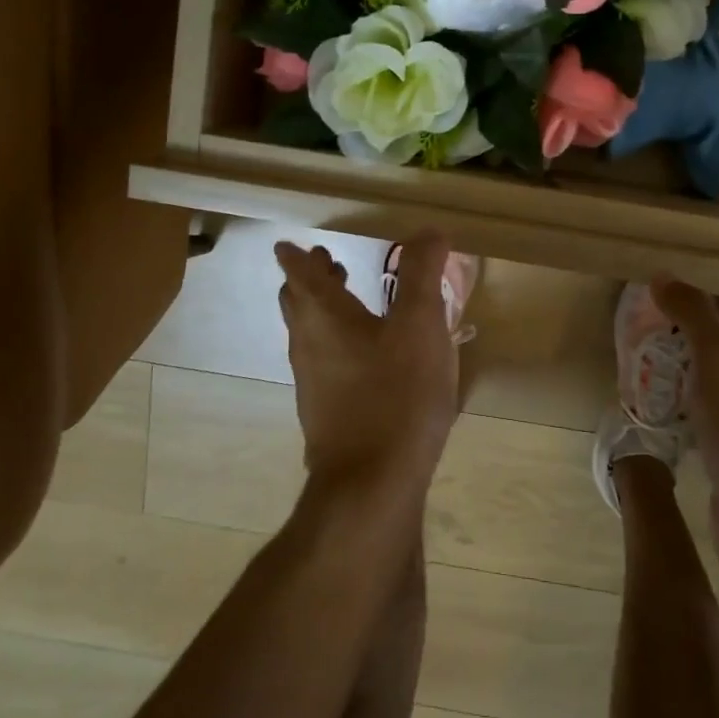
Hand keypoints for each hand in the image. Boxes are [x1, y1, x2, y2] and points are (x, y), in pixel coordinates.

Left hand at [276, 231, 461, 498]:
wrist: (372, 485)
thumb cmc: (397, 395)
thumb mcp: (420, 326)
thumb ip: (422, 275)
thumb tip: (428, 232)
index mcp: (324, 318)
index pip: (300, 275)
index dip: (297, 256)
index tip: (290, 244)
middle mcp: (309, 346)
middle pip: (298, 304)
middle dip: (308, 280)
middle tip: (328, 262)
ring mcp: (314, 384)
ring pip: (309, 335)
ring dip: (323, 310)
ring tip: (351, 300)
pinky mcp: (326, 414)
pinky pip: (324, 362)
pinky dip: (337, 342)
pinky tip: (369, 356)